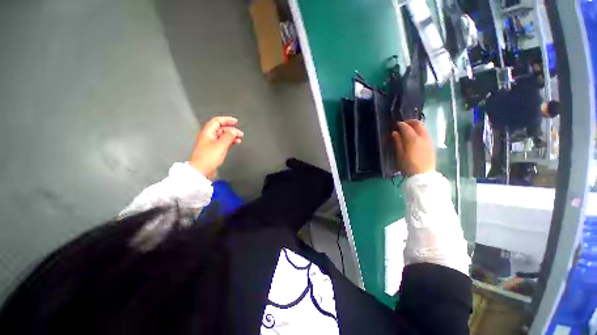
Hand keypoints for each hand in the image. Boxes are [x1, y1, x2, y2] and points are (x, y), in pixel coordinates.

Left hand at [189, 116, 243, 179]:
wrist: (201, 170)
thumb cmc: (208, 158)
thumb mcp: (221, 145)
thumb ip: (228, 136)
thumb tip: (234, 131)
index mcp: (207, 132)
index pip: (217, 121)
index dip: (227, 120)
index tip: (236, 121)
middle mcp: (208, 136)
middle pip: (220, 129)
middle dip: (231, 129)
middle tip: (240, 133)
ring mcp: (210, 144)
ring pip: (222, 136)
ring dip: (231, 136)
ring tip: (239, 138)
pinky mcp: (213, 150)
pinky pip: (223, 142)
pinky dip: (229, 142)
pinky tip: (234, 143)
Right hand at [392, 120, 435, 176]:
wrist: (423, 175)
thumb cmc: (408, 165)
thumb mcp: (399, 154)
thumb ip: (397, 142)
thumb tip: (395, 133)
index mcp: (413, 139)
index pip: (406, 127)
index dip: (400, 124)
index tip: (396, 125)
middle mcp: (422, 137)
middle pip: (418, 124)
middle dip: (410, 122)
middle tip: (403, 124)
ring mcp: (429, 140)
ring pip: (423, 128)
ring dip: (416, 126)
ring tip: (409, 130)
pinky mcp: (431, 145)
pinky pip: (426, 133)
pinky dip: (420, 131)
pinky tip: (415, 137)